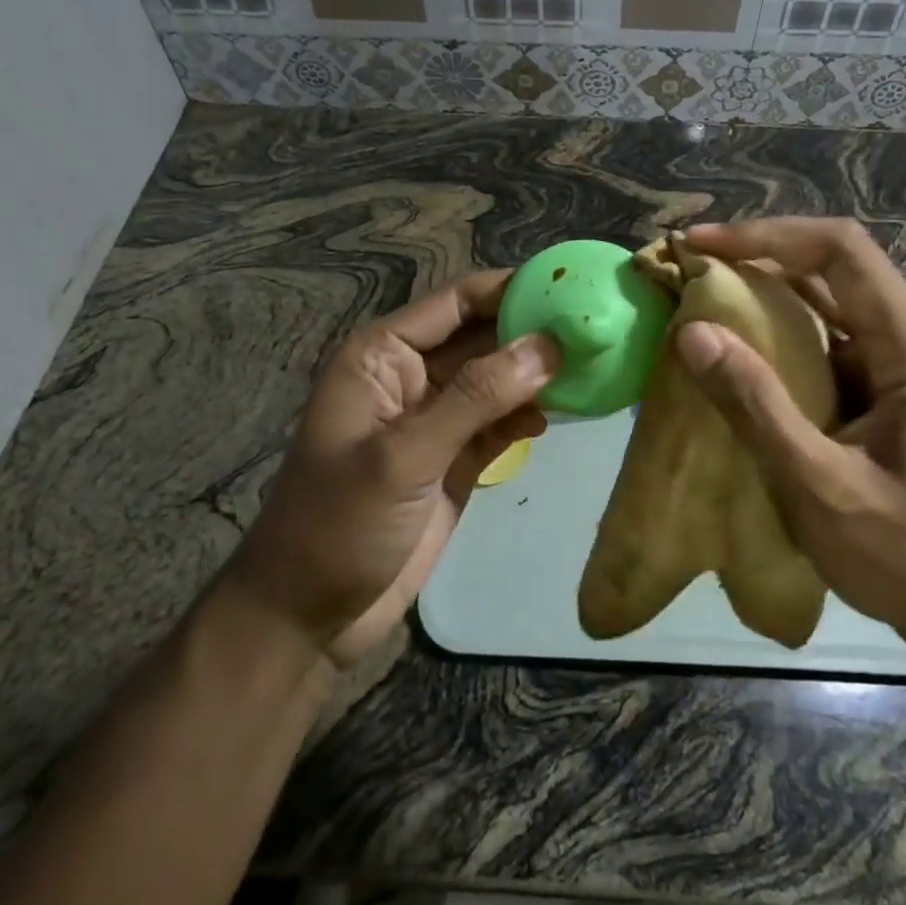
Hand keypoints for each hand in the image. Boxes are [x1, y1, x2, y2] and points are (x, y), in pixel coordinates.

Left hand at [230, 271, 557, 668]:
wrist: (309, 617)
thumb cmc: (340, 524)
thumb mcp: (405, 456)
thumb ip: (475, 398)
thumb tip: (548, 346)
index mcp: (383, 356)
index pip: (455, 302)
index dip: (510, 289)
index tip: (570, 286)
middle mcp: (411, 376)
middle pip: (482, 337)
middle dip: (532, 332)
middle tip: (596, 330)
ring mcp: (435, 420)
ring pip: (496, 380)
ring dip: (536, 376)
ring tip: (590, 370)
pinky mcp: (454, 459)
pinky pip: (498, 422)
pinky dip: (526, 416)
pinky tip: (558, 417)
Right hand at [672, 218, 905, 666]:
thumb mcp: (819, 484)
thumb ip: (755, 405)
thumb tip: (691, 331)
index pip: (841, 251)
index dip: (768, 236)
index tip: (703, 246)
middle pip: (831, 267)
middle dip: (758, 256)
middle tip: (688, 266)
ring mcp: (897, 368)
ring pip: (825, 303)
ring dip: (762, 292)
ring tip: (698, 296)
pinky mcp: (880, 394)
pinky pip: (822, 343)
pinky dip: (774, 335)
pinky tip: (732, 350)